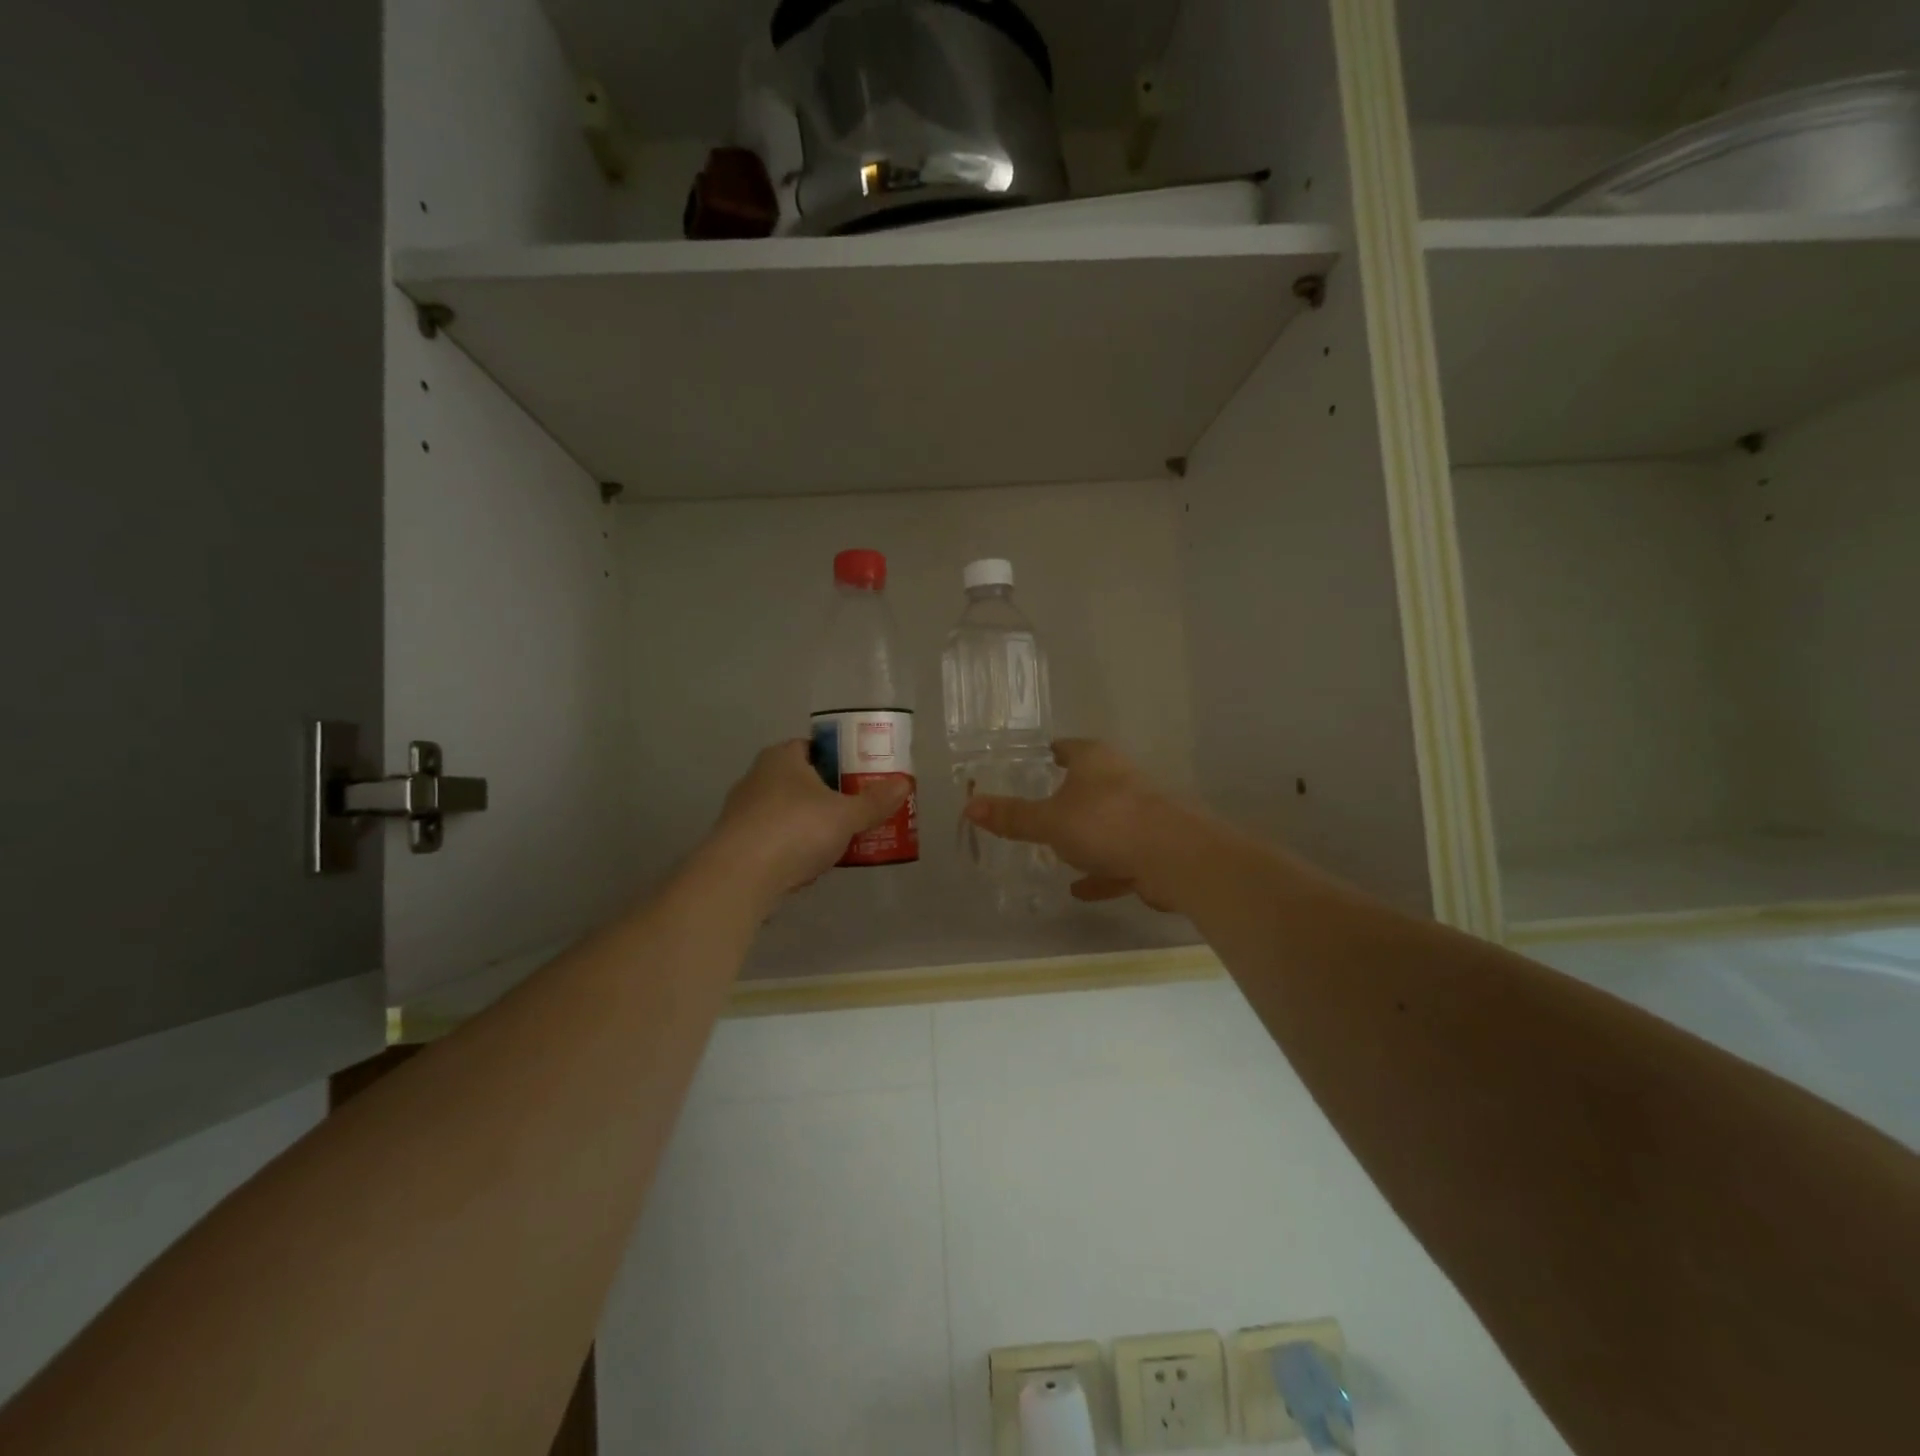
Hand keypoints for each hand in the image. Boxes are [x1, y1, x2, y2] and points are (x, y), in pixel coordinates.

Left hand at [707, 740, 908, 898]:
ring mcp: (743, 812)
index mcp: (782, 758)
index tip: (861, 776)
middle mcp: (757, 777)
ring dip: (811, 824)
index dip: (839, 758)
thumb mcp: (846, 815)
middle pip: (802, 780)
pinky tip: (811, 866)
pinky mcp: (738, 844)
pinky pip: (775, 840)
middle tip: (858, 809)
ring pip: (788, 812)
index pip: (813, 746)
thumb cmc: (795, 830)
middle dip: (829, 795)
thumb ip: (875, 801)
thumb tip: (904, 783)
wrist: (739, 878)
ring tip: (842, 841)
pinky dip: (793, 849)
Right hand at [962, 739, 1188, 909]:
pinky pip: (1119, 858)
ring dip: (1084, 838)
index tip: (1030, 766)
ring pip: (1105, 823)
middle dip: (1065, 799)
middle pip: (1087, 785)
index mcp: (1095, 760)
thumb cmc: (1105, 823)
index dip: (1046, 755)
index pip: (1066, 748)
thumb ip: (1012, 816)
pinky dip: (1101, 871)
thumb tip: (970, 805)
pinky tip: (1081, 889)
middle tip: (1036, 814)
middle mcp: (1121, 779)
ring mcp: (1141, 813)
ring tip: (1056, 853)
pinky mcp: (1154, 846)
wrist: (1176, 858)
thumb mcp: (1049, 821)